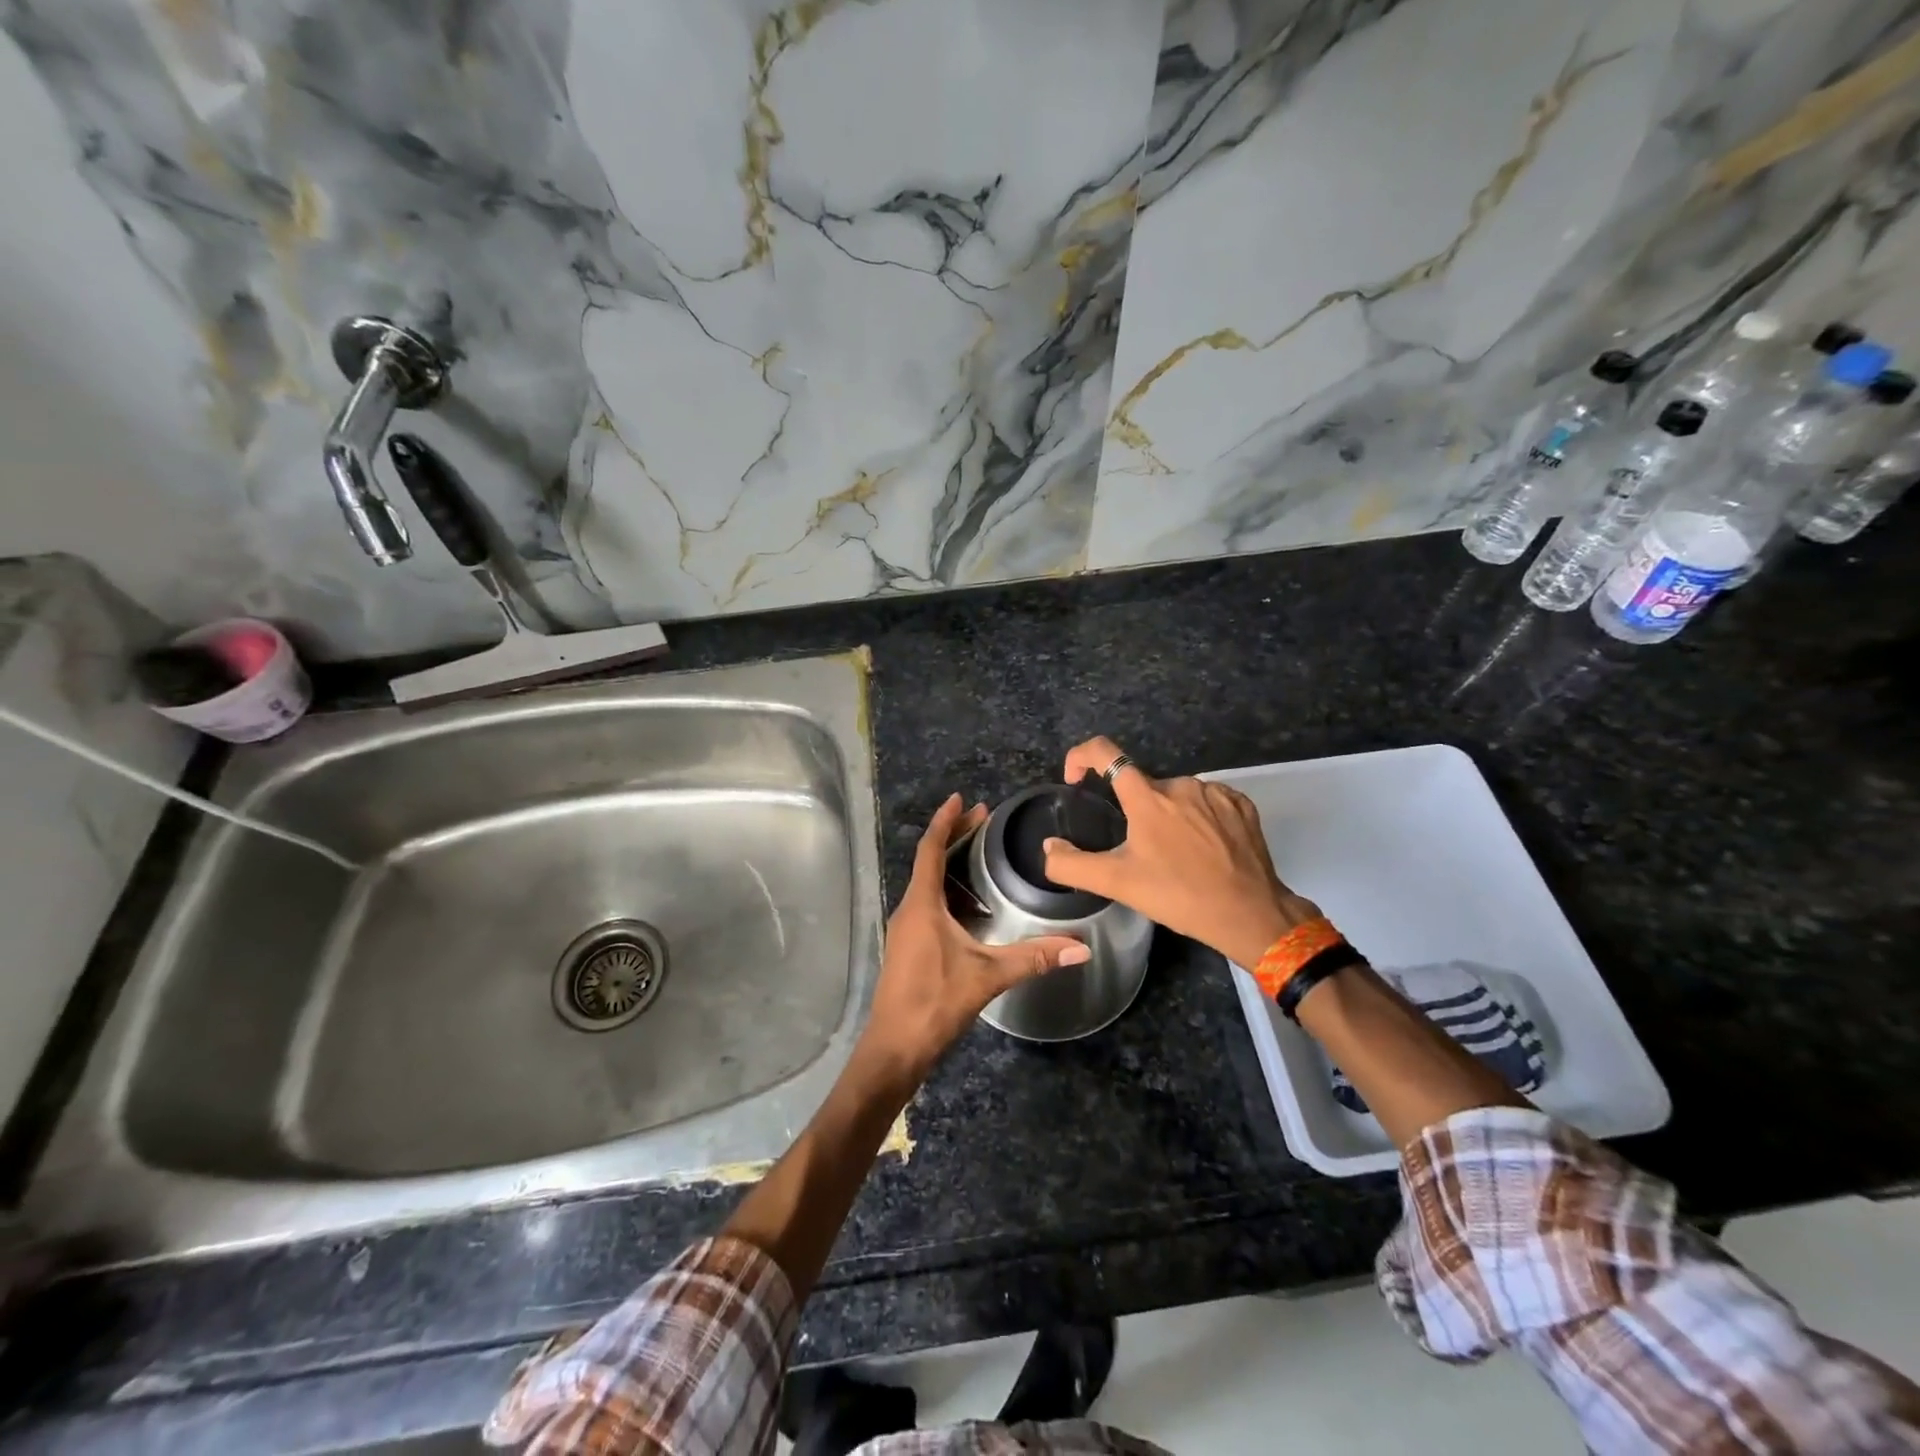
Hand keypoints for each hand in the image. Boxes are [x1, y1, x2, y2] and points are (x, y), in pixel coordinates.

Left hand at [861, 793, 1090, 1082]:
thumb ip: (1033, 958)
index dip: (945, 821)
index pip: (930, 849)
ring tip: (980, 852)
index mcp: (922, 905)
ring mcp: (905, 928)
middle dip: (954, 837)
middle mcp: (909, 909)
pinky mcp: (908, 946)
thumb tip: (1081, 946)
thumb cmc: (934, 1002)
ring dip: (950, 863)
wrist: (895, 1048)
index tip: (961, 799)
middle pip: (929, 861)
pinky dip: (948, 889)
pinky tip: (971, 902)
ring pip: (927, 883)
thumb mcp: (987, 976)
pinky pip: (928, 903)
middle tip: (984, 818)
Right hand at [1043, 737, 1318, 968]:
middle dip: (1134, 812)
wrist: (1249, 914)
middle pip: (1142, 786)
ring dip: (1168, 816)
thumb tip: (1048, 847)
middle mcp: (1180, 784)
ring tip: (1176, 856)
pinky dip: (1198, 818)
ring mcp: (1214, 792)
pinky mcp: (1241, 804)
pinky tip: (1204, 848)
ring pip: (1176, 795)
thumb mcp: (1117, 884)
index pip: (1105, 753)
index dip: (1081, 757)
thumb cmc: (1179, 896)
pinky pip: (1207, 801)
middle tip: (1140, 852)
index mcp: (1147, 798)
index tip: (1076, 780)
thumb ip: (1071, 865)